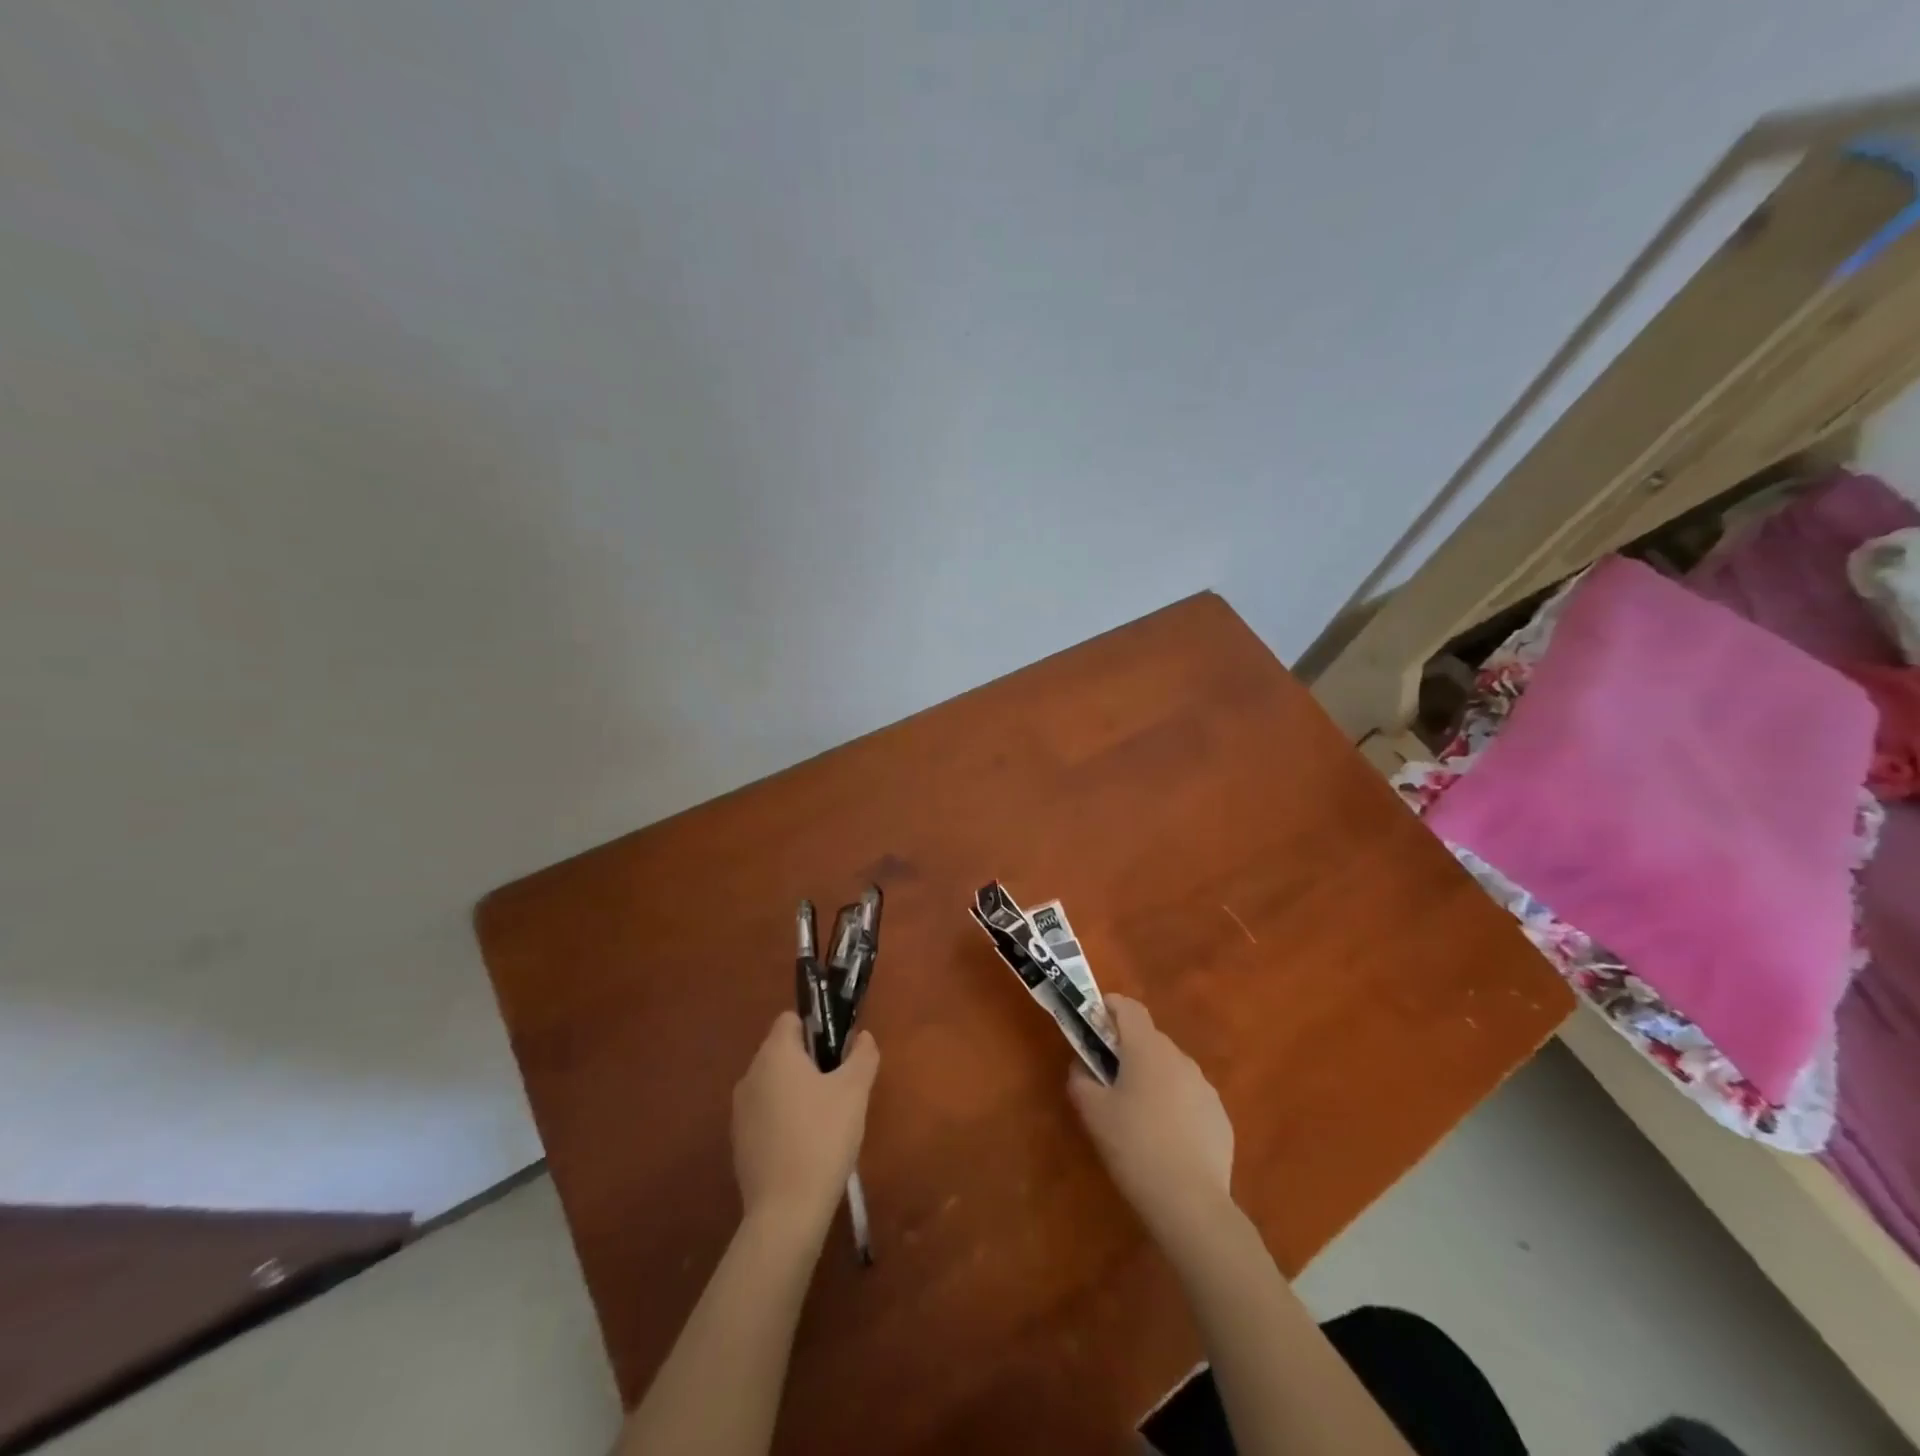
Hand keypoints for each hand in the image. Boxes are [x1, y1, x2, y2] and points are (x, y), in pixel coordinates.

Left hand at [732, 1011, 878, 1231]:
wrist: (786, 1211)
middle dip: (808, 1062)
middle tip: (838, 1087)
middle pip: (781, 1052)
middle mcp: (750, 1075)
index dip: (816, 1028)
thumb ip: (862, 1056)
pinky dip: (783, 1120)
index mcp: (775, 1054)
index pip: (790, 1020)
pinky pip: (765, 1115)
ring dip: (795, 1092)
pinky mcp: (738, 1143)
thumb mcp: (855, 1091)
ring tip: (825, 1119)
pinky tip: (805, 1146)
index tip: (837, 1052)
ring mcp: (740, 1112)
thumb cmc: (823, 1137)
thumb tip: (862, 1037)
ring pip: (773, 1085)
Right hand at [1068, 996, 1234, 1239]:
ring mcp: (1205, 1087)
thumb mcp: (1092, 1111)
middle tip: (1109, 1078)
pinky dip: (1175, 1106)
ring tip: (1138, 1115)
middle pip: (1149, 1039)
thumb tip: (1083, 1065)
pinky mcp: (1220, 1116)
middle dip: (1128, 1050)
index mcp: (1147, 1048)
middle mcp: (1180, 1058)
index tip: (1094, 1022)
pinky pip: (1190, 1098)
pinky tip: (1166, 1140)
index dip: (1110, 1007)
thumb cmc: (1134, 1146)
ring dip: (1153, 1078)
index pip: (1129, 1007)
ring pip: (1171, 1069)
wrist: (1191, 1202)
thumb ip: (1081, 1078)